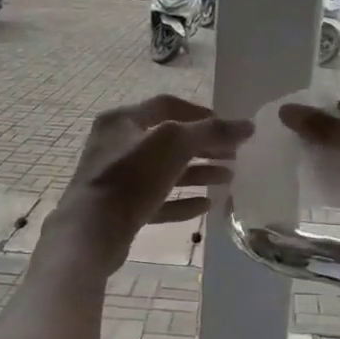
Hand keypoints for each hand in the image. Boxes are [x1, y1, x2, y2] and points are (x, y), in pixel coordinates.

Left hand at [47, 96, 252, 274]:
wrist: (92, 232)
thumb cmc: (131, 178)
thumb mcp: (175, 145)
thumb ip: (212, 132)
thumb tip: (248, 125)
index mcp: (122, 120)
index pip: (167, 106)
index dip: (200, 113)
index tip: (227, 128)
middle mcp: (117, 145)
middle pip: (169, 140)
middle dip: (203, 147)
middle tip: (233, 156)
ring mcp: (118, 179)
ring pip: (165, 171)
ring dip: (197, 174)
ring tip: (227, 179)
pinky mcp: (121, 209)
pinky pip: (158, 200)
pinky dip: (181, 201)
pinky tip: (205, 205)